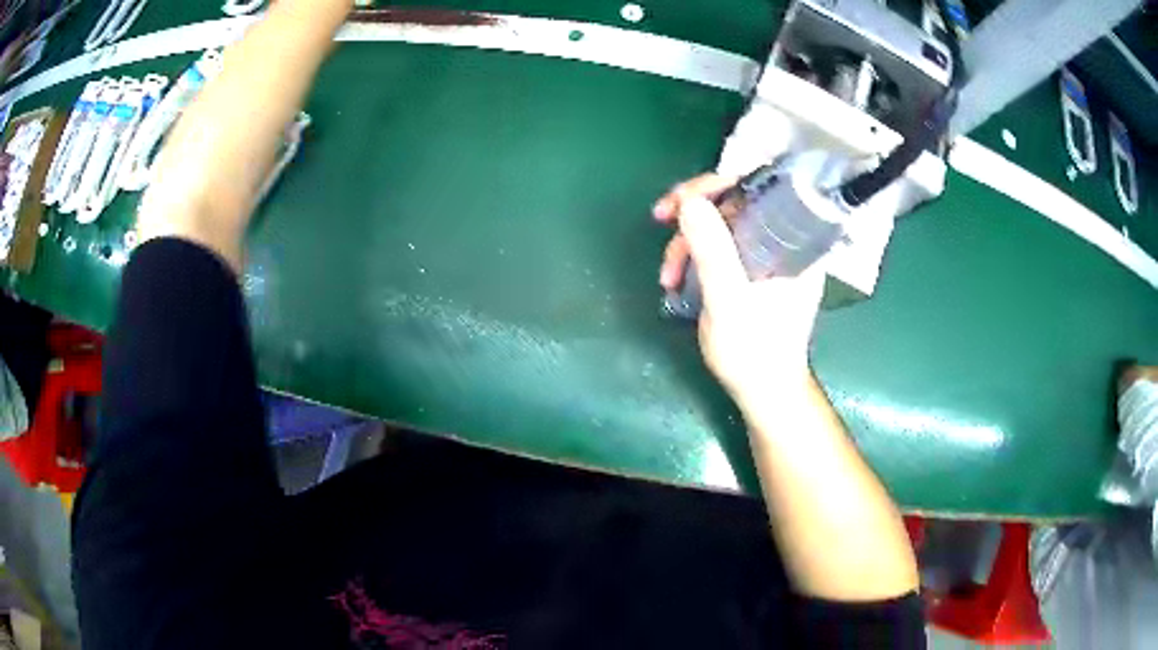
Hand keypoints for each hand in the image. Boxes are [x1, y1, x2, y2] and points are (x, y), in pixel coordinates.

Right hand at [654, 174, 824, 401]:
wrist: (763, 391)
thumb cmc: (755, 352)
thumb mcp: (729, 301)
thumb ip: (712, 251)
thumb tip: (689, 202)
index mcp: (794, 242)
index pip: (760, 187)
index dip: (718, 183)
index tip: (683, 199)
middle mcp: (784, 241)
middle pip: (736, 201)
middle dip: (694, 213)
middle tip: (661, 220)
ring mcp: (767, 256)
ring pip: (723, 225)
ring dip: (688, 242)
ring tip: (667, 277)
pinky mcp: (752, 271)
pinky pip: (721, 246)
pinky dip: (694, 256)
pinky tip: (677, 279)